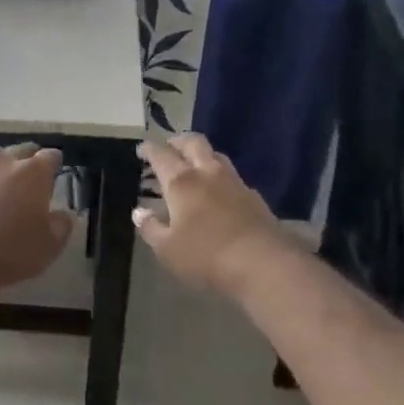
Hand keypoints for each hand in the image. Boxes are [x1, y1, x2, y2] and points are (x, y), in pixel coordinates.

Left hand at [0, 144, 72, 293]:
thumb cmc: (10, 253)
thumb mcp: (49, 247)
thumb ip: (61, 226)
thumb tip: (63, 215)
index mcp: (32, 174)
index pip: (50, 157)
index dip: (54, 162)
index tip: (56, 170)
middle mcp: (2, 163)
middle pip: (20, 150)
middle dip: (28, 158)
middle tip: (31, 173)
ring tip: (0, 178)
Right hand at [134, 134, 298, 297]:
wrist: (264, 263)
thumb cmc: (206, 255)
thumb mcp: (167, 249)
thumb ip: (151, 228)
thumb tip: (139, 212)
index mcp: (181, 182)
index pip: (161, 154)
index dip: (149, 149)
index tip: (142, 149)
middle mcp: (207, 173)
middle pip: (193, 142)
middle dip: (178, 141)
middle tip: (168, 148)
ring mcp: (234, 182)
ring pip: (215, 155)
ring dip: (201, 155)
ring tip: (193, 166)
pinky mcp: (254, 196)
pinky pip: (232, 176)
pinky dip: (219, 177)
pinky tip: (218, 192)